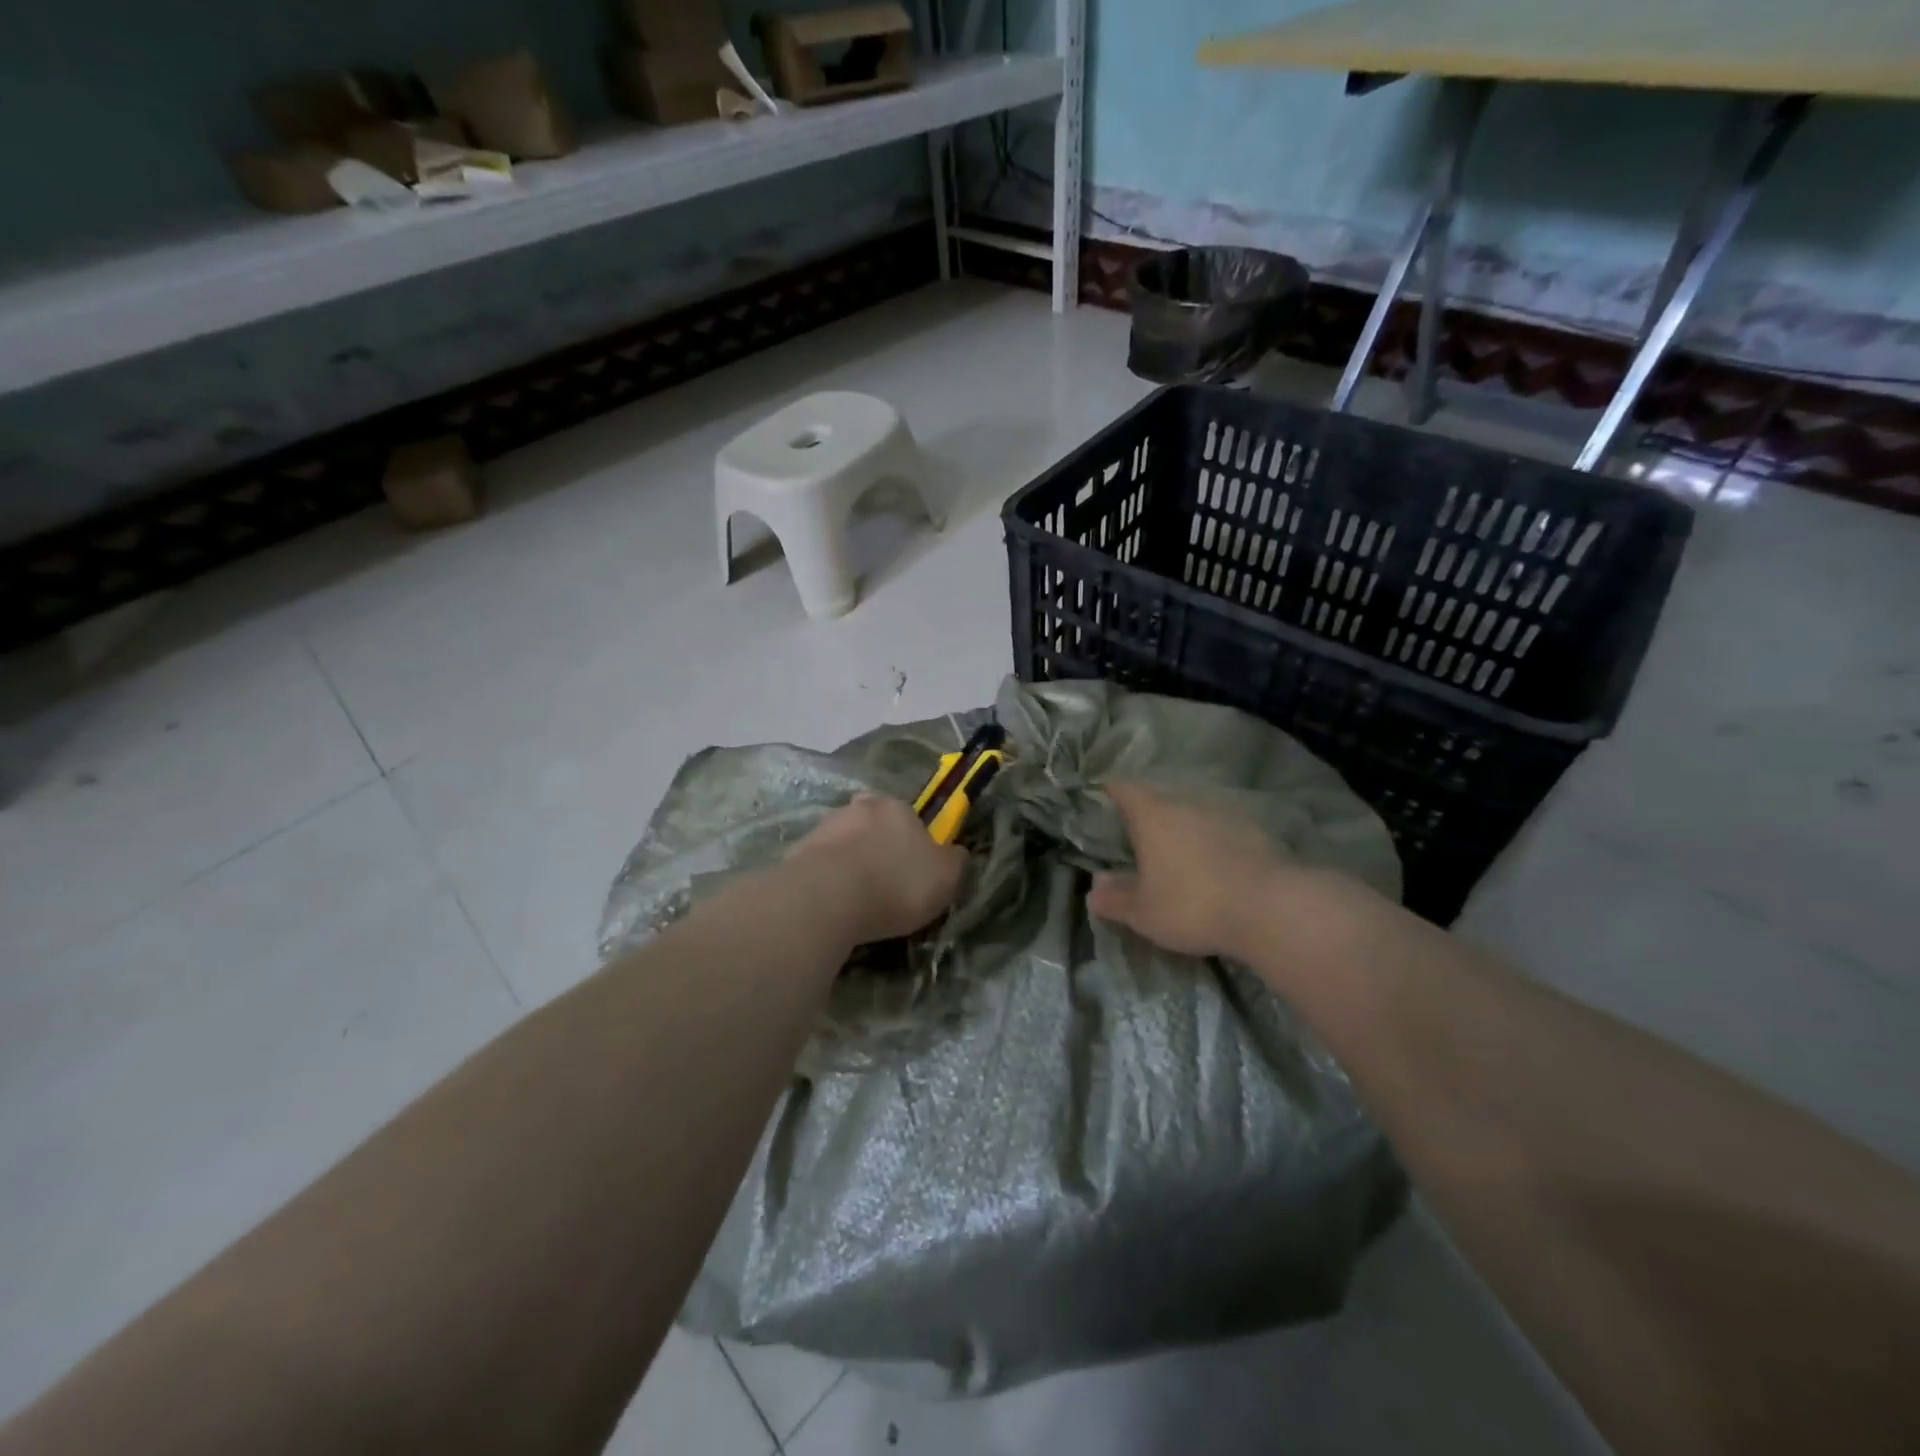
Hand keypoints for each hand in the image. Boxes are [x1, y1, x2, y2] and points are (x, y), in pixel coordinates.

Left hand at [788, 793, 966, 944]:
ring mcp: (823, 828)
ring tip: (857, 902)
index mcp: (896, 806)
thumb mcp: (946, 877)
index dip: (913, 843)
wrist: (828, 899)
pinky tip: (833, 907)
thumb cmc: (896, 883)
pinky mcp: (796, 854)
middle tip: (884, 884)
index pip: (909, 817)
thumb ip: (954, 861)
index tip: (914, 870)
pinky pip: (820, 867)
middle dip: (877, 850)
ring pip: (844, 845)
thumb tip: (956, 852)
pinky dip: (828, 882)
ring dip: (850, 865)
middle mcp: (858, 808)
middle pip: (872, 826)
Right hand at [1088, 782, 1294, 959]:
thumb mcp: (1143, 912)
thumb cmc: (1192, 904)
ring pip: (1193, 815)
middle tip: (1137, 841)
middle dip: (1147, 817)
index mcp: (1152, 815)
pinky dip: (1214, 845)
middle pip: (1159, 800)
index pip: (1123, 788)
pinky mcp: (1256, 833)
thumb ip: (1115, 898)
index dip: (1109, 792)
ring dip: (1183, 831)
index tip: (1102, 801)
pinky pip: (1223, 833)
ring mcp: (1224, 815)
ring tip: (1178, 858)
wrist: (1271, 908)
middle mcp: (1187, 804)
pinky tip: (1216, 870)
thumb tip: (1095, 887)